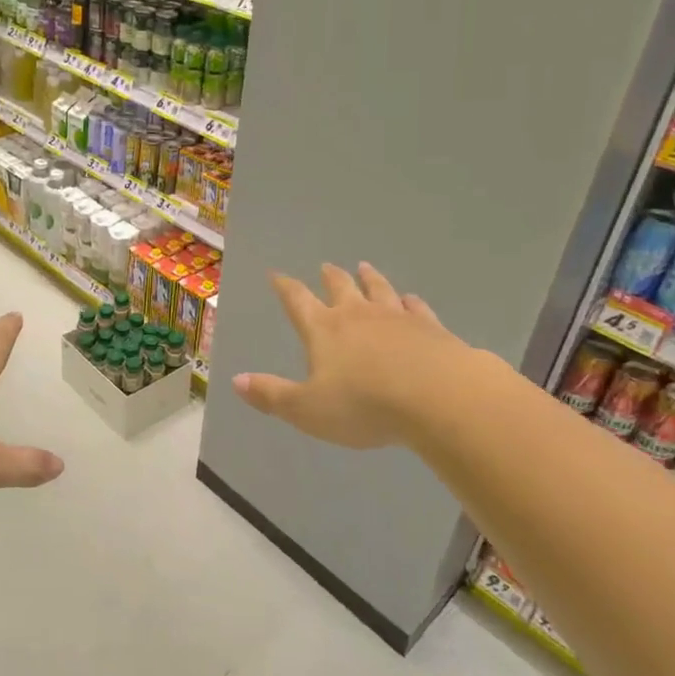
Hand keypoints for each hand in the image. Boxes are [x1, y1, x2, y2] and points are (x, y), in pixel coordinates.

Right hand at [232, 263, 466, 449]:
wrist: (438, 397)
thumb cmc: (364, 405)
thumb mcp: (307, 409)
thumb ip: (272, 395)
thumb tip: (236, 380)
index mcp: (324, 329)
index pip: (298, 300)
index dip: (285, 287)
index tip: (277, 274)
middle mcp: (357, 315)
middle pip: (340, 287)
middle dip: (330, 277)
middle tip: (326, 266)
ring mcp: (397, 318)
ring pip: (379, 290)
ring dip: (370, 279)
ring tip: (365, 267)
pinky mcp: (431, 328)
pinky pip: (417, 308)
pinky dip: (411, 302)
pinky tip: (412, 300)